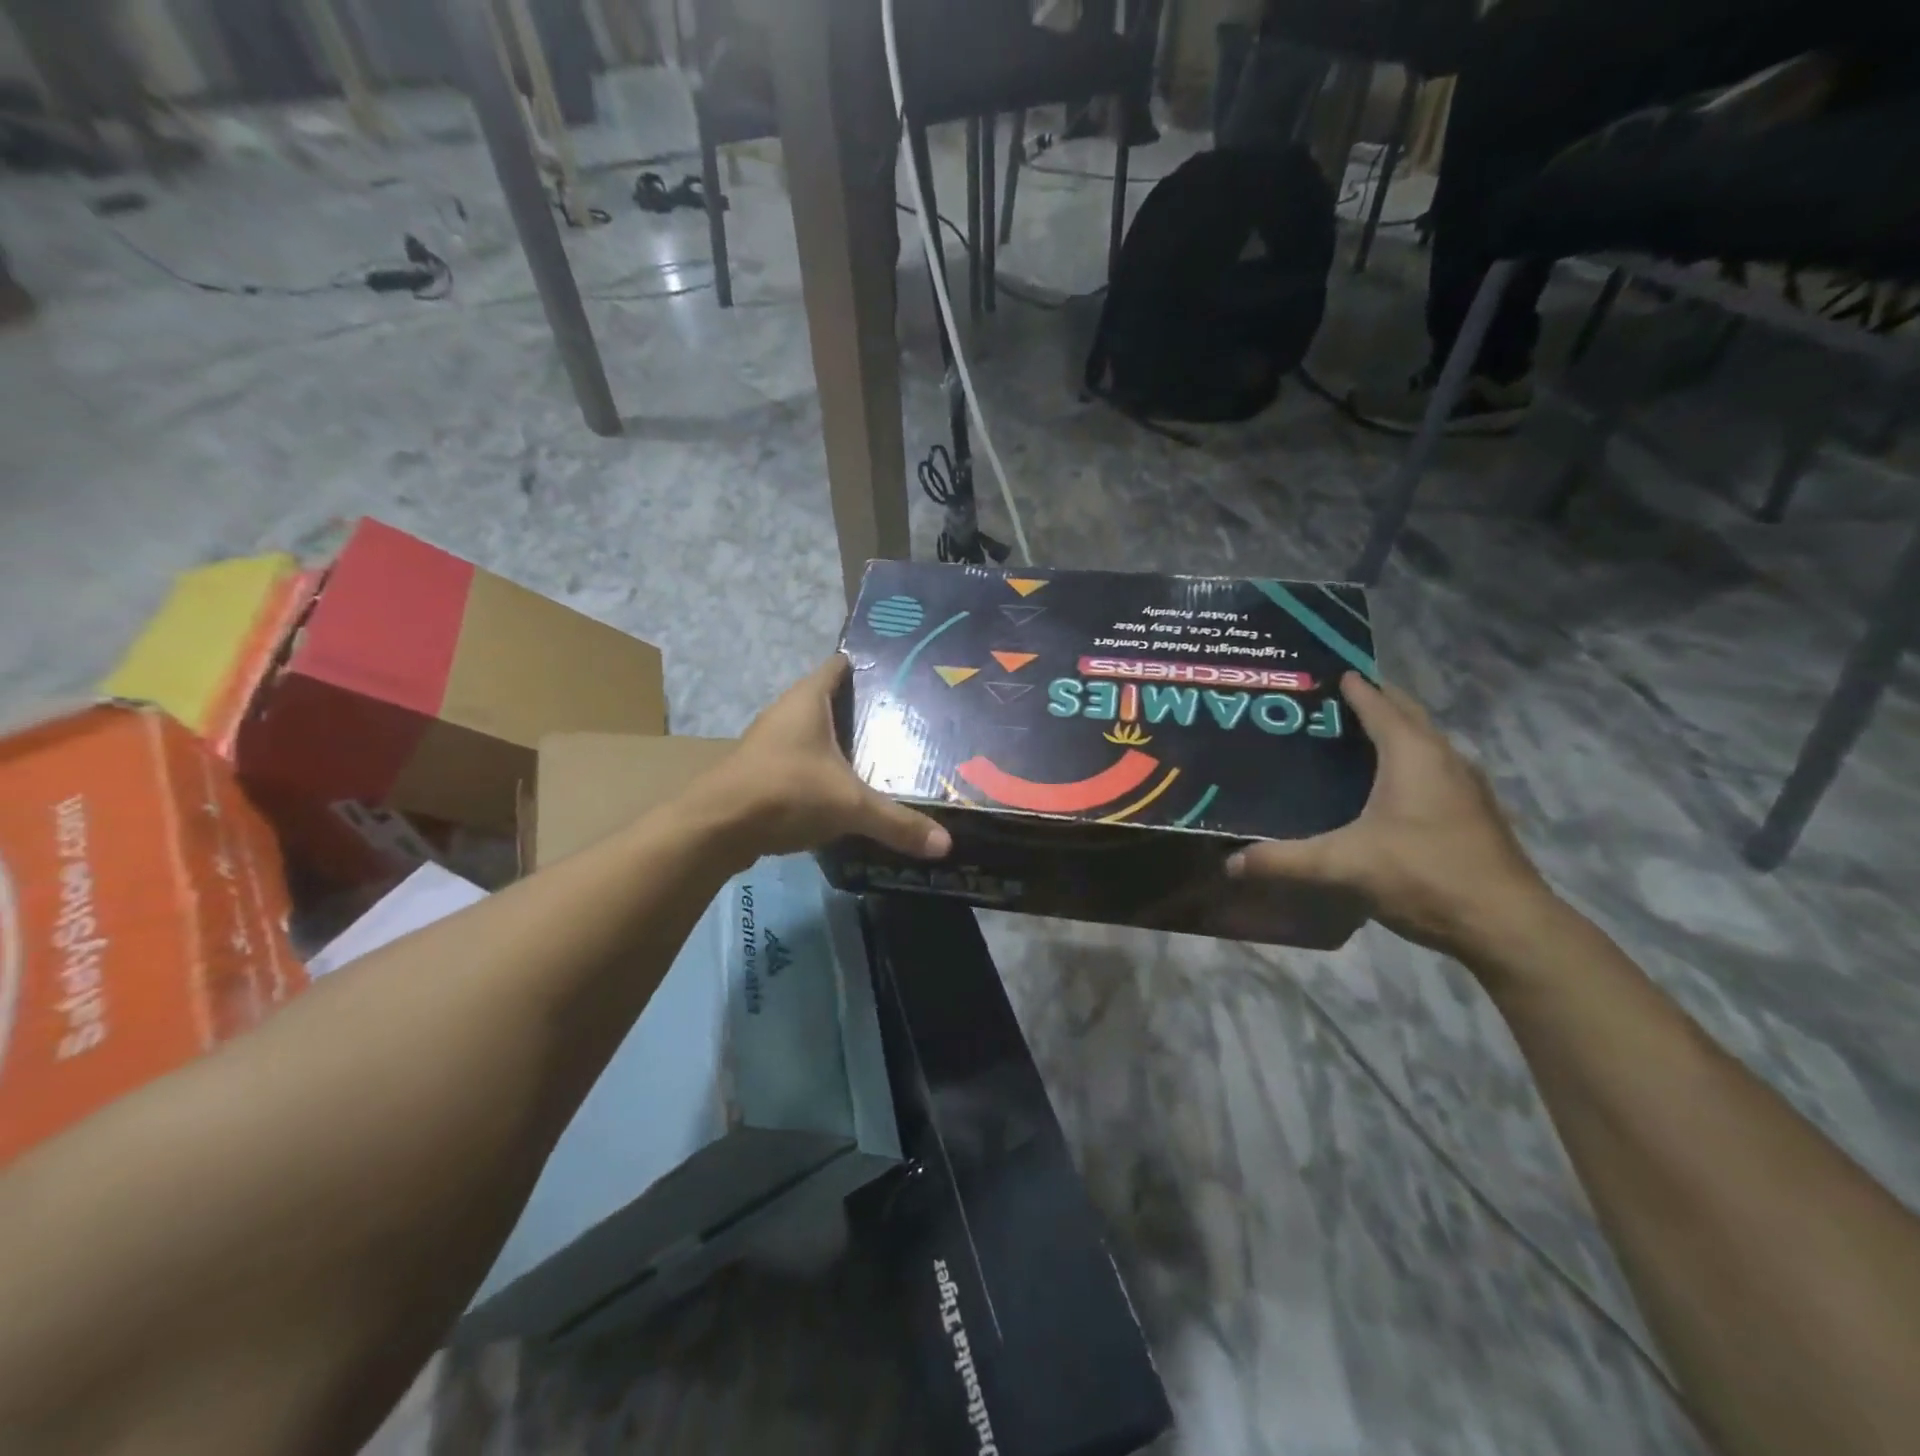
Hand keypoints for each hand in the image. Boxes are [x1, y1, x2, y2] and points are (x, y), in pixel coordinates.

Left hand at [693, 656, 952, 864]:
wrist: (716, 828)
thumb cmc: (785, 792)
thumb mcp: (850, 806)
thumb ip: (897, 823)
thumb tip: (946, 845)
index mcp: (807, 700)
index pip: (840, 666)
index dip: (868, 666)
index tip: (902, 675)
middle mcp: (786, 713)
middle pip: (829, 700)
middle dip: (862, 709)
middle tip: (905, 721)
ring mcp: (769, 743)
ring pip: (813, 733)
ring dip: (840, 742)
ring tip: (882, 754)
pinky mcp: (761, 772)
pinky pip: (801, 761)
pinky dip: (822, 768)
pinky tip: (845, 789)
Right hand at [1228, 673, 1552, 961]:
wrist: (1506, 925)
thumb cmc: (1423, 875)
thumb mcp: (1343, 866)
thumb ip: (1284, 860)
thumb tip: (1231, 862)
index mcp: (1412, 754)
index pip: (1378, 704)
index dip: (1351, 687)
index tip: (1323, 674)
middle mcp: (1443, 758)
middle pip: (1407, 714)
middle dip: (1373, 700)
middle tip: (1329, 701)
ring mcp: (1465, 786)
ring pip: (1424, 741)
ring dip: (1394, 730)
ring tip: (1351, 737)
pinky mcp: (1473, 812)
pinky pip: (1433, 767)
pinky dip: (1407, 760)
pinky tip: (1385, 786)